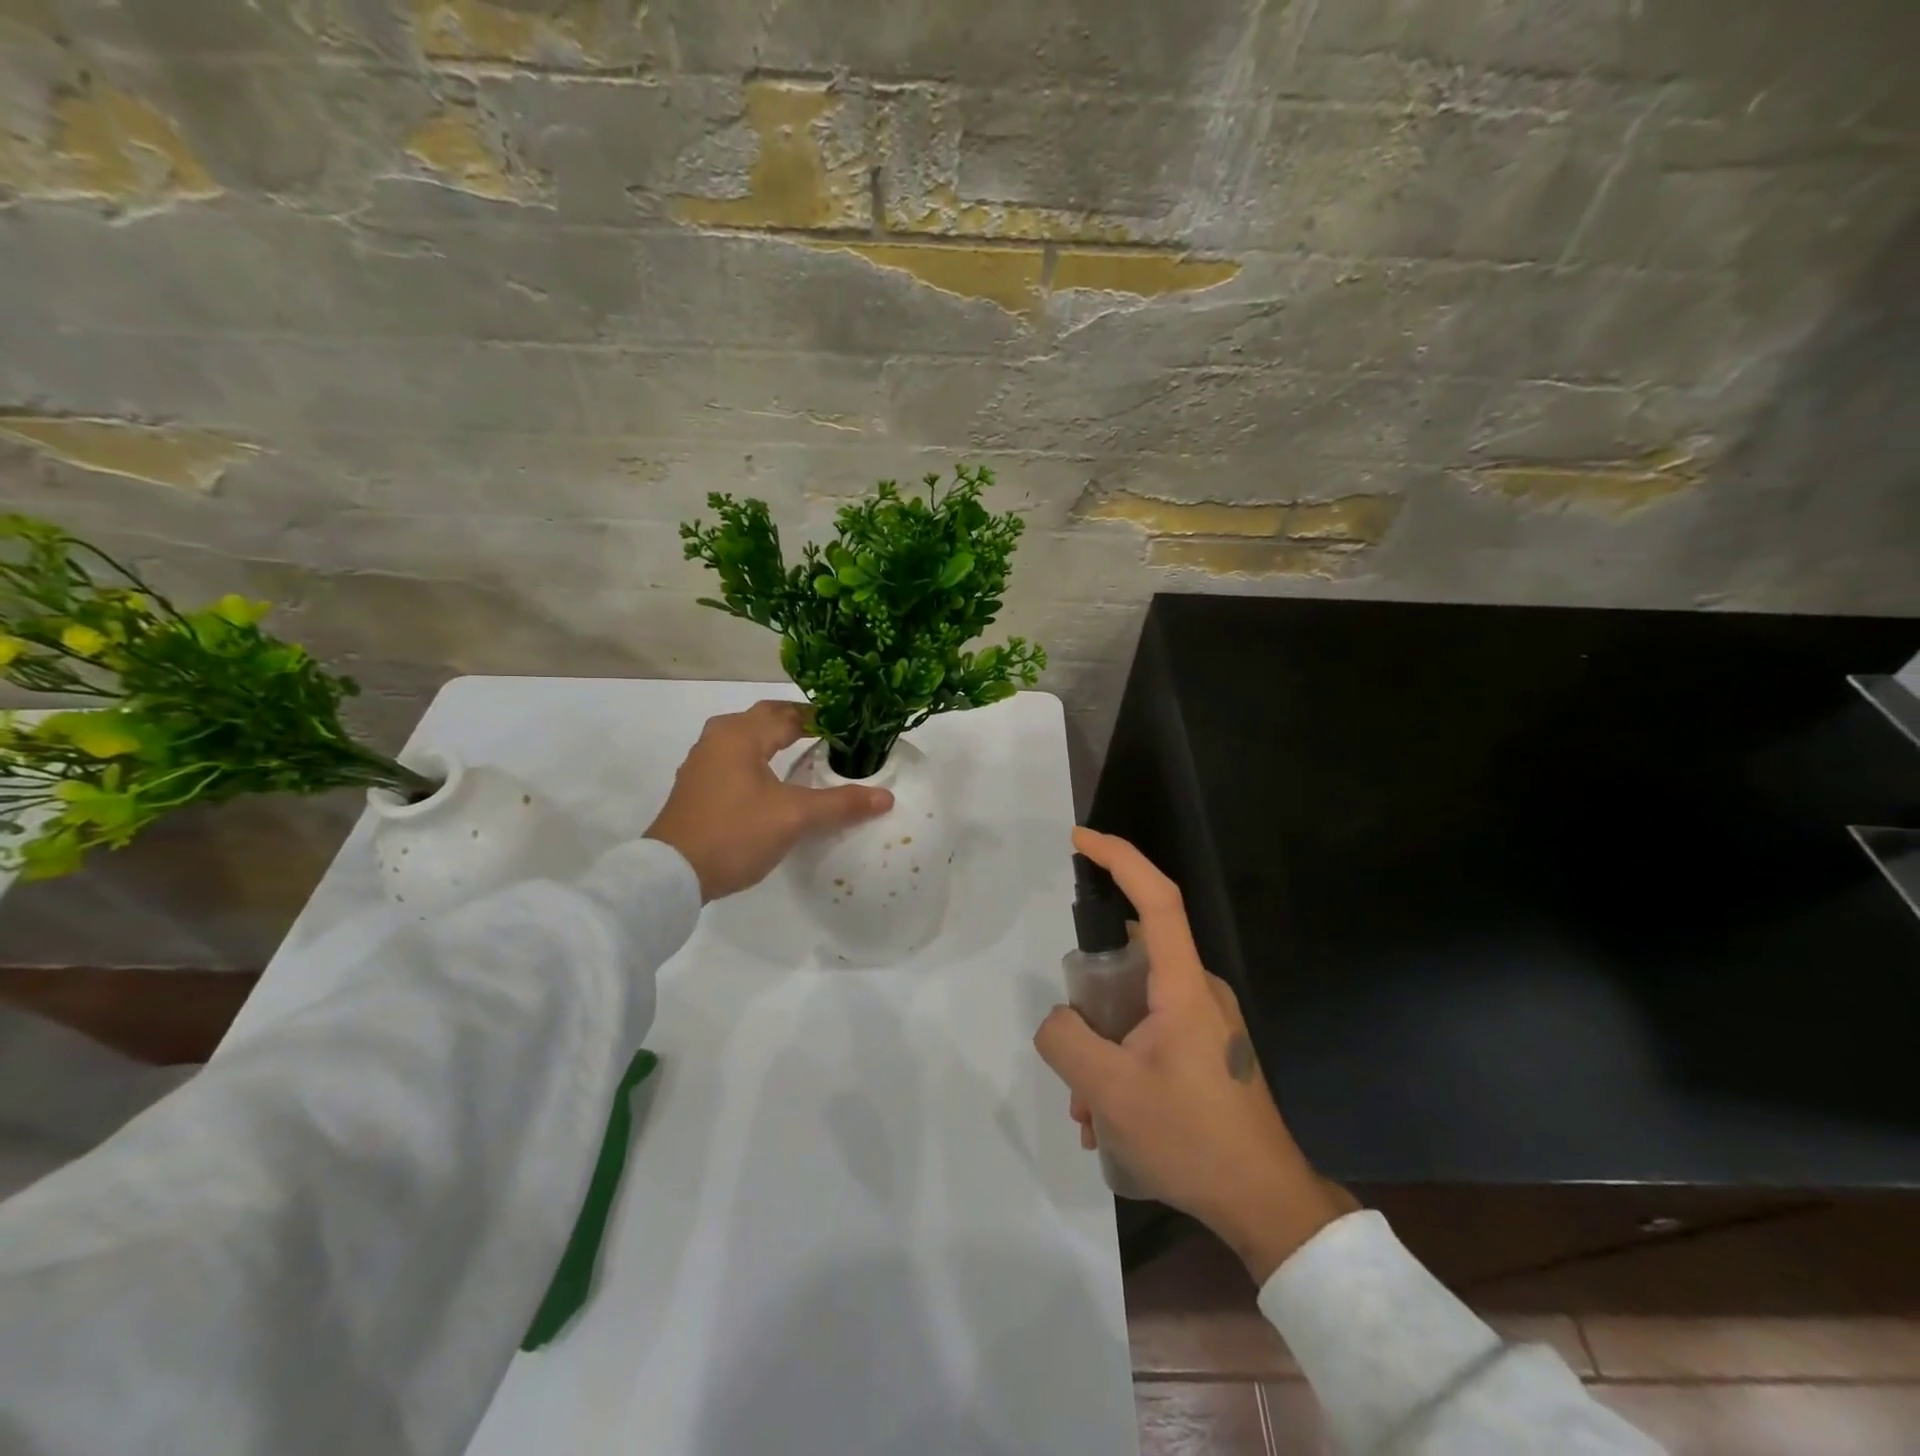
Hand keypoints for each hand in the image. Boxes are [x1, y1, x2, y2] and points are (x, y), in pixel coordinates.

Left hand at [645, 701, 892, 901]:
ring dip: (774, 741)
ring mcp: (702, 763)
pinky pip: (735, 760)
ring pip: (746, 739)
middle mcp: (718, 739)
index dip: (821, 717)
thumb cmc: (735, 833)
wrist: (671, 875)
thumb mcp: (794, 817)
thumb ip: (840, 804)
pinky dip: (758, 760)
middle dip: (797, 724)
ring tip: (804, 754)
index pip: (788, 713)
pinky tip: (771, 781)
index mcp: (741, 734)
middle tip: (831, 736)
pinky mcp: (697, 787)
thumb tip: (886, 797)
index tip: (849, 726)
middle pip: (764, 719)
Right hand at [1034, 828, 1354, 1282]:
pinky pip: (1150, 1034)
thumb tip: (1060, 1021)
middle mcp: (1199, 992)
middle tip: (1073, 1055)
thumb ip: (1066, 1040)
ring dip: (1102, 1047)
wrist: (1266, 1206)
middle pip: (1131, 962)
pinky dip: (1121, 1064)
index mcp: (1183, 986)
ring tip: (1089, 1110)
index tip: (1080, 840)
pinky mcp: (1207, 1050)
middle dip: (1090, 1003)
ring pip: (1134, 1008)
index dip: (1120, 858)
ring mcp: (1206, 1022)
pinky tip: (1110, 1121)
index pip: (1158, 898)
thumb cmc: (1193, 1138)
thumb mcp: (1110, 1092)